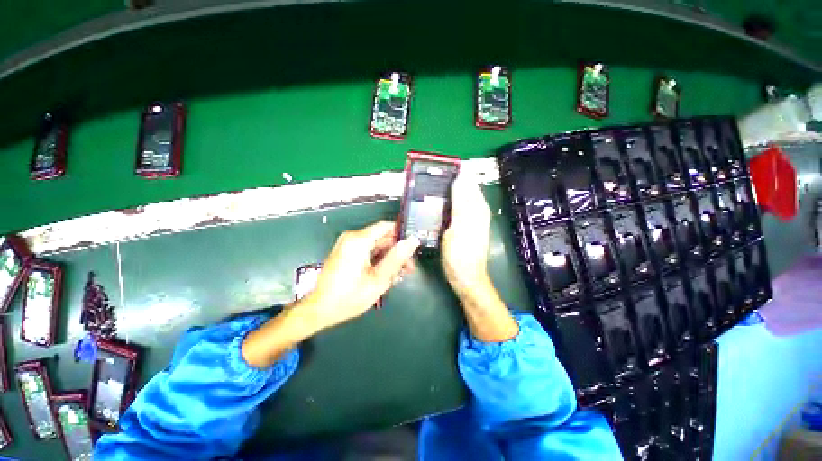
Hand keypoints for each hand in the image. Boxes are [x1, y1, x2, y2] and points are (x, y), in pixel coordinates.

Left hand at [302, 221, 419, 330]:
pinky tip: (386, 275)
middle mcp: (352, 238)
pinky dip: (378, 261)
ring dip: (389, 258)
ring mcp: (347, 245)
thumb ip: (397, 257)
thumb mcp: (379, 278)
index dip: (402, 235)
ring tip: (399, 275)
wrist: (319, 310)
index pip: (387, 226)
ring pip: (376, 246)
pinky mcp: (346, 253)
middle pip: (382, 237)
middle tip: (409, 268)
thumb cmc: (350, 296)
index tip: (413, 248)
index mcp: (359, 240)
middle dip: (397, 251)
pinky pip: (367, 252)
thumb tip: (413, 240)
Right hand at [442, 174, 517, 341]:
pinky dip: (446, 202)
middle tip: (427, 177)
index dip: (455, 172)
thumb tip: (461, 177)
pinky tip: (435, 204)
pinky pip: (455, 207)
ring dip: (446, 190)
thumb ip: (461, 202)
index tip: (436, 167)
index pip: (468, 181)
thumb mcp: (460, 226)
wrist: (465, 277)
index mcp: (477, 207)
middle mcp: (476, 209)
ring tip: (428, 187)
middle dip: (448, 180)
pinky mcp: (462, 225)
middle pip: (463, 187)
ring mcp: (470, 218)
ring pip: (459, 197)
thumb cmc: (461, 254)